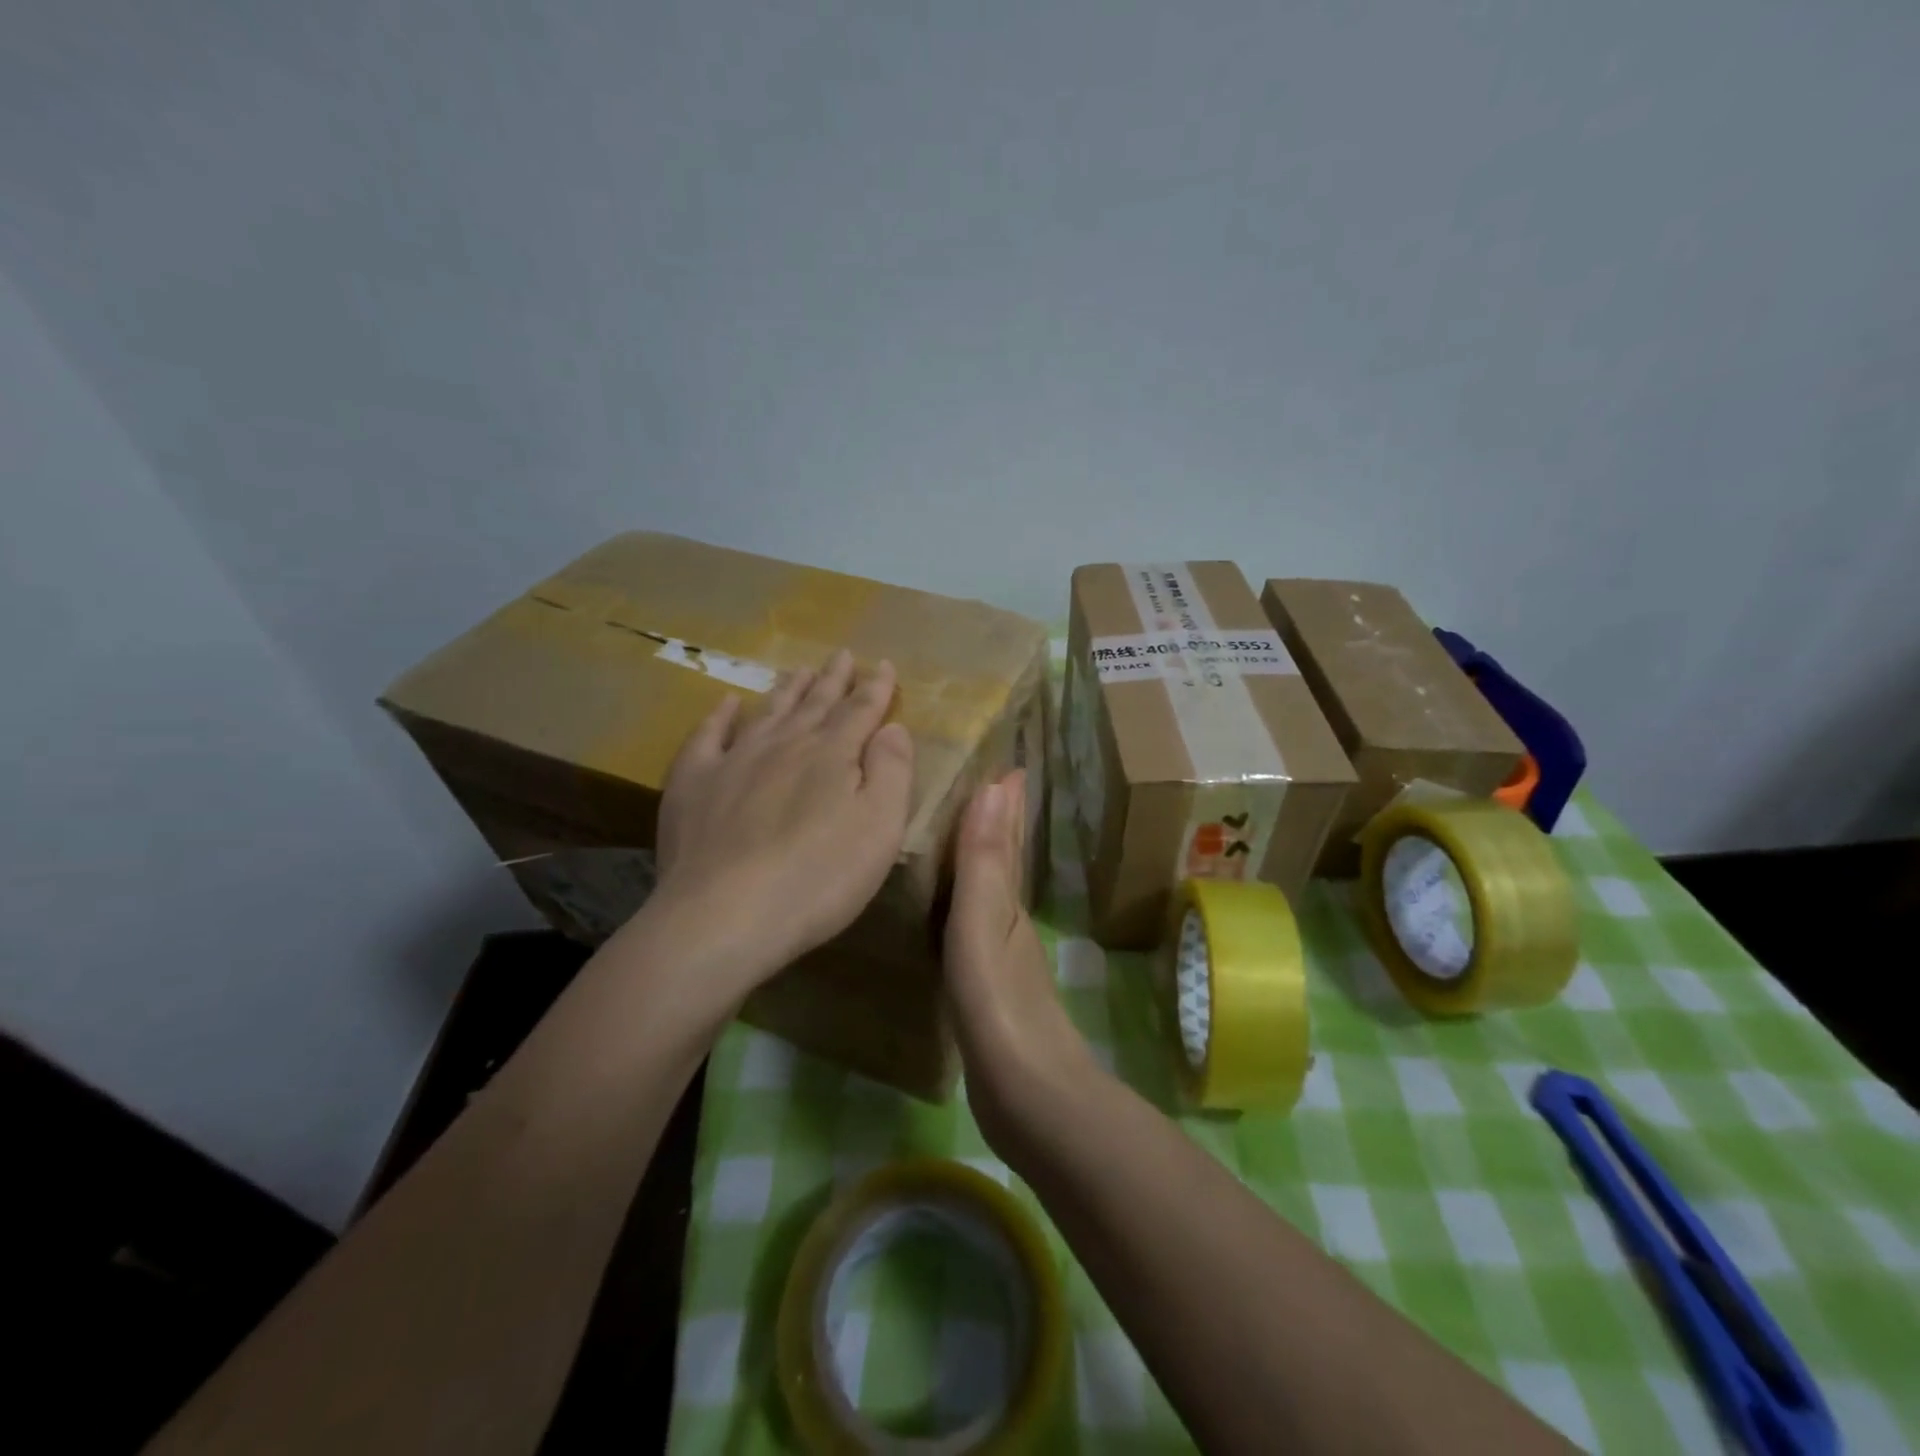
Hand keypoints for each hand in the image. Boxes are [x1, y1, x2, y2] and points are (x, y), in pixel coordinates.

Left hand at [646, 649, 914, 990]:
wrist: (724, 915)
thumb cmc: (819, 877)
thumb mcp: (880, 828)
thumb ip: (892, 771)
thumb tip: (893, 727)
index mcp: (833, 755)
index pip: (860, 711)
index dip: (875, 688)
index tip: (883, 665)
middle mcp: (784, 745)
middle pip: (815, 704)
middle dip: (833, 680)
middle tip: (842, 655)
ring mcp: (734, 760)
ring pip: (768, 712)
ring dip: (788, 690)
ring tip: (800, 670)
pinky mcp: (694, 784)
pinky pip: (708, 737)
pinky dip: (721, 717)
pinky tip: (728, 704)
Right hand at [944, 769, 1100, 1151]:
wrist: (1031, 1100)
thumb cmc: (1000, 1006)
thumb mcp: (984, 925)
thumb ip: (985, 862)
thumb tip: (997, 786)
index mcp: (1008, 901)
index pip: (1008, 836)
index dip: (1005, 802)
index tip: (1002, 763)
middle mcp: (1009, 921)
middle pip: (1005, 860)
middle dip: (999, 824)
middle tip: (984, 787)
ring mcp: (1001, 958)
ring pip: (991, 891)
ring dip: (982, 860)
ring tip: (960, 836)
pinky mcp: (987, 990)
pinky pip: (973, 928)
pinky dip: (967, 905)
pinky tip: (952, 914)